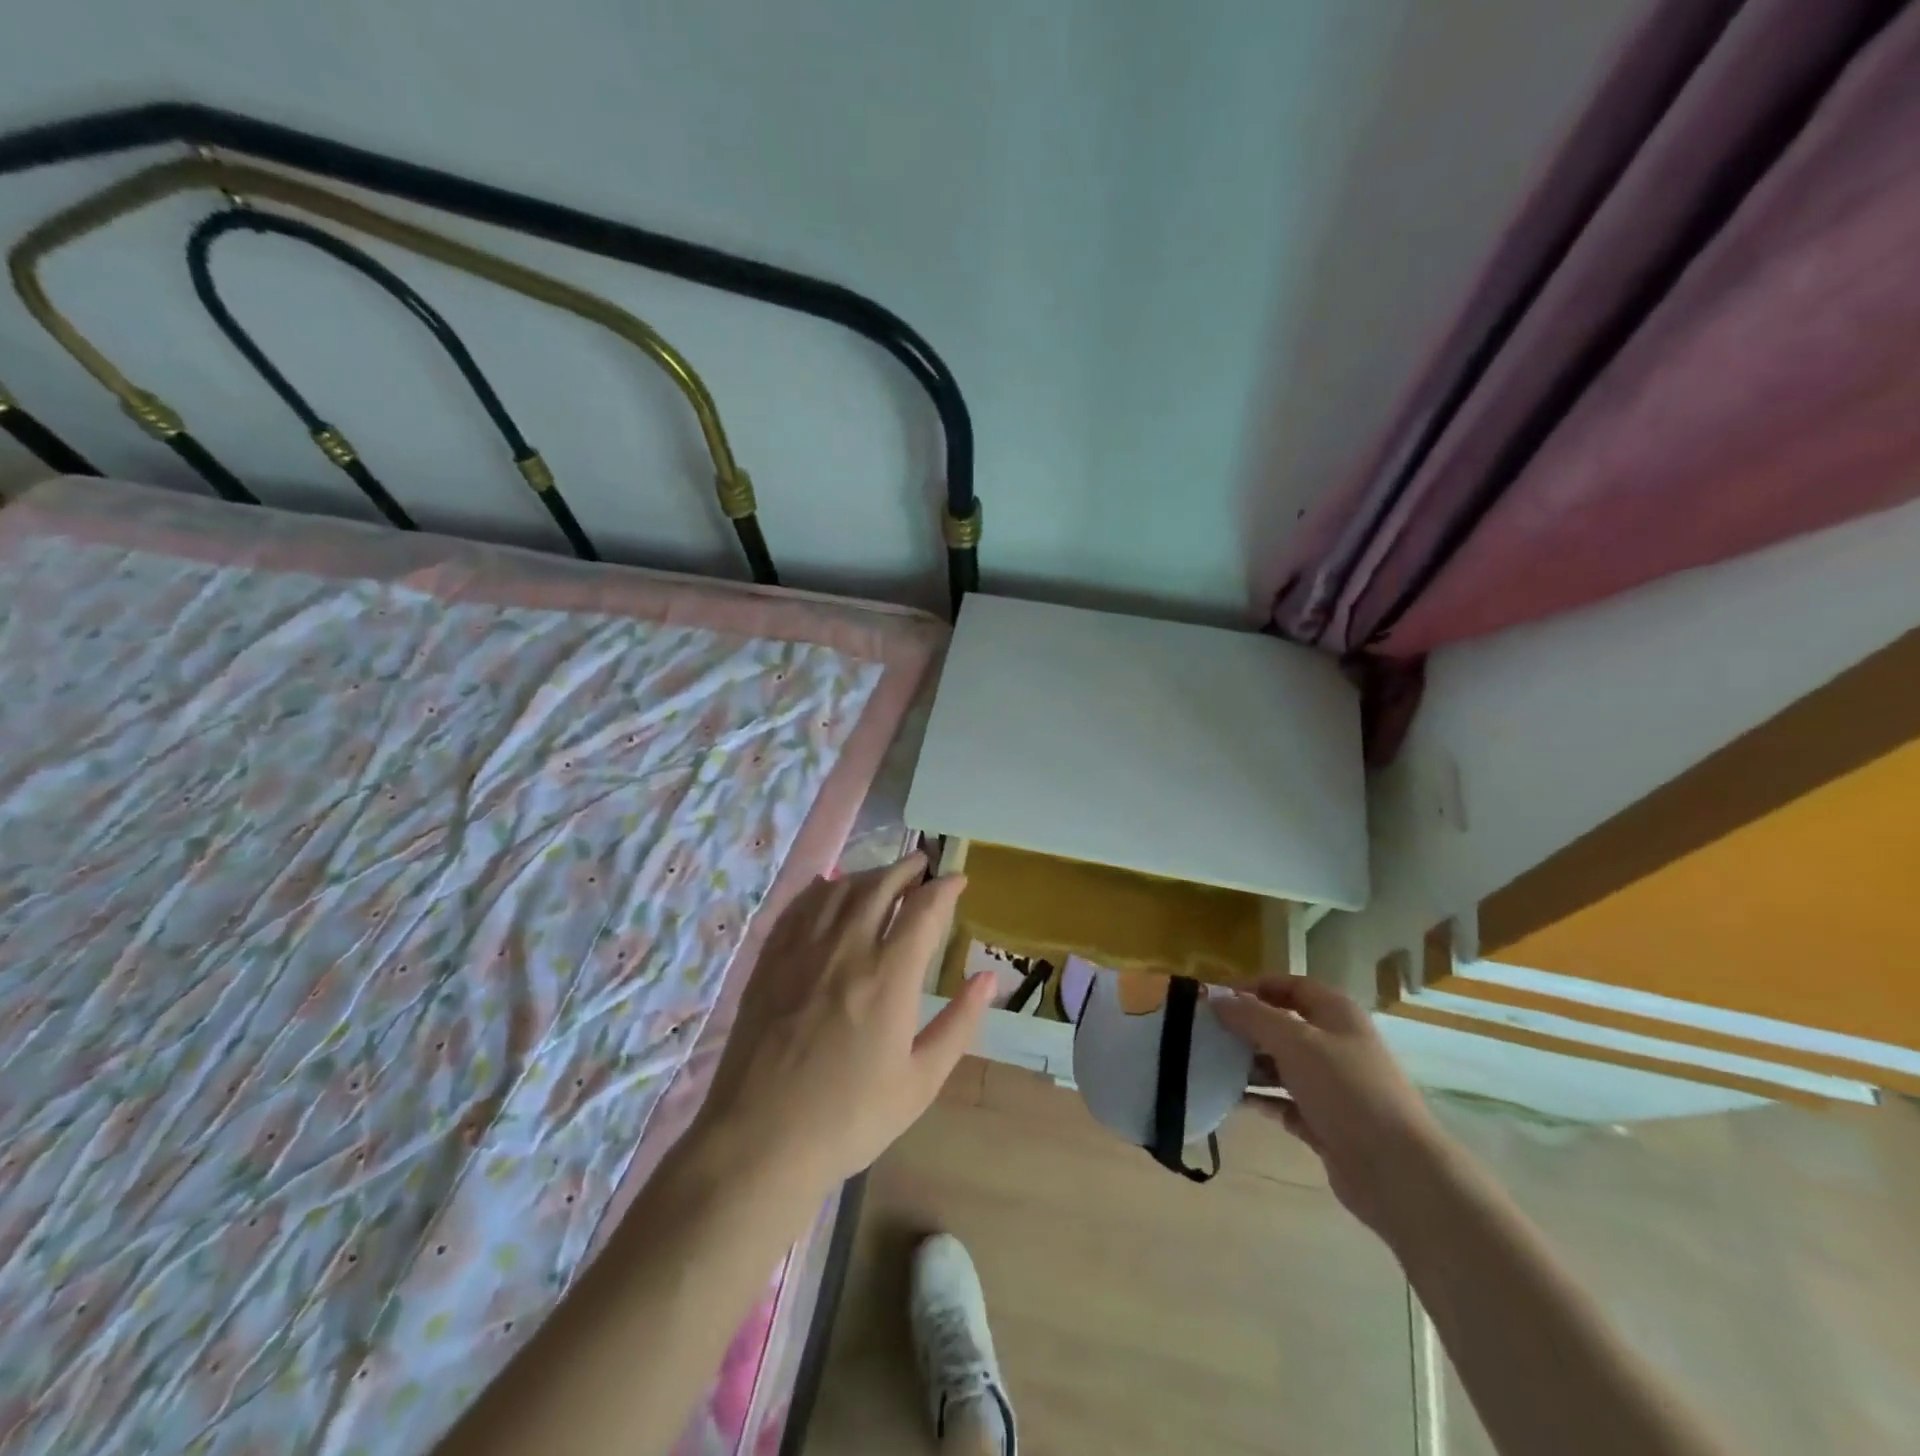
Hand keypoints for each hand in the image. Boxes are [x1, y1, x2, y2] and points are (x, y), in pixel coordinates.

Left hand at [692, 852, 993, 1192]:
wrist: (759, 1141)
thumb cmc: (849, 1118)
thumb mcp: (920, 1083)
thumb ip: (958, 1024)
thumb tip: (988, 979)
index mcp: (889, 977)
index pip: (924, 909)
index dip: (945, 887)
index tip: (957, 879)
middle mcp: (847, 949)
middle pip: (880, 886)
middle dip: (907, 868)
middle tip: (922, 865)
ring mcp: (802, 951)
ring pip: (839, 890)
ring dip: (867, 874)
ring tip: (883, 876)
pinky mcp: (770, 961)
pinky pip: (799, 906)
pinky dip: (821, 889)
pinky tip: (827, 889)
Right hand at [1215, 976, 1447, 1236]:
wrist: (1397, 1172)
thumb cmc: (1347, 1091)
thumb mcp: (1295, 1042)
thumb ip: (1253, 1017)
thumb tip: (1216, 999)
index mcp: (1337, 1015)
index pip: (1290, 985)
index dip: (1254, 987)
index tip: (1217, 1000)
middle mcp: (1336, 1045)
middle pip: (1283, 1025)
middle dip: (1246, 1028)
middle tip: (1207, 1034)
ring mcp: (1332, 1087)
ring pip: (1281, 1065)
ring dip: (1249, 1064)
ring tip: (1211, 1066)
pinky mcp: (1326, 1123)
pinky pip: (1284, 1102)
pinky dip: (1260, 1099)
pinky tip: (1232, 1100)